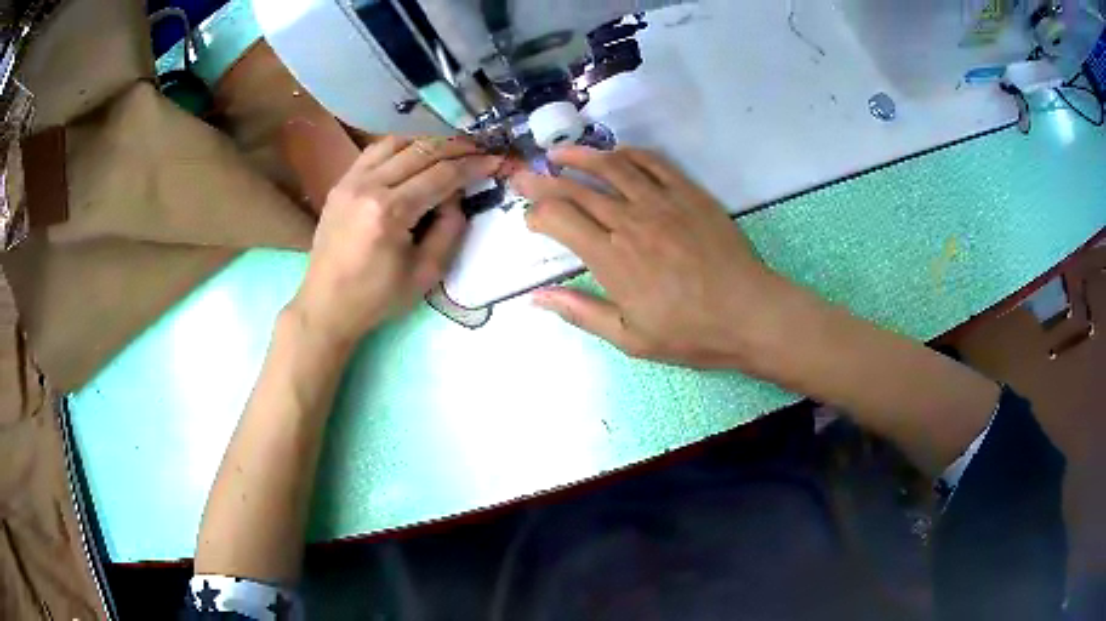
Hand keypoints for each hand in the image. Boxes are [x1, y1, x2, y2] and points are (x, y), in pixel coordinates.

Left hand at [289, 136, 502, 345]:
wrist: (326, 305)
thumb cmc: (377, 297)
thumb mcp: (427, 273)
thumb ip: (450, 229)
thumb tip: (457, 195)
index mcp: (389, 212)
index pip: (441, 175)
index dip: (473, 165)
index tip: (496, 160)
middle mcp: (368, 186)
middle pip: (422, 151)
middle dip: (456, 148)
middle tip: (480, 150)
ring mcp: (350, 181)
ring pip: (397, 142)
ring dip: (428, 142)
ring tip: (450, 149)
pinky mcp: (341, 183)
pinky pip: (375, 151)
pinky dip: (400, 147)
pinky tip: (415, 154)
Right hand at [513, 146, 799, 370]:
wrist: (750, 313)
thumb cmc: (690, 333)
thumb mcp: (629, 338)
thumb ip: (580, 313)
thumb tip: (535, 298)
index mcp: (611, 258)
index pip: (559, 219)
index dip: (537, 214)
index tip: (531, 220)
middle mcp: (630, 221)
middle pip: (577, 189)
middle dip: (543, 180)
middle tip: (524, 175)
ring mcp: (662, 201)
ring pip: (611, 166)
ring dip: (580, 156)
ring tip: (559, 153)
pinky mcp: (689, 193)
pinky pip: (653, 163)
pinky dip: (629, 154)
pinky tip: (616, 154)